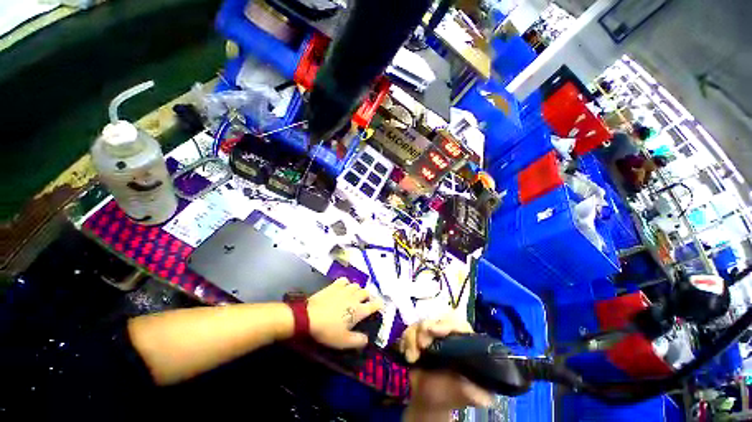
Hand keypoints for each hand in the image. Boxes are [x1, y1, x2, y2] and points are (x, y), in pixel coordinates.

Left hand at [307, 278, 382, 348]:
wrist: (309, 317)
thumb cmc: (328, 330)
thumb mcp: (343, 341)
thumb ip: (358, 341)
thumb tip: (367, 339)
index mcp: (359, 310)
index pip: (374, 305)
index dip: (379, 305)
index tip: (380, 305)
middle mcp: (355, 297)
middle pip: (366, 293)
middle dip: (367, 297)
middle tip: (364, 303)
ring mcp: (345, 289)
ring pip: (356, 285)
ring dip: (357, 290)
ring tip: (353, 295)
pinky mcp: (335, 285)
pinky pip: (345, 280)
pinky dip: (346, 283)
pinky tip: (343, 288)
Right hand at [400, 317, 492, 420]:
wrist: (427, 401)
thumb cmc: (450, 397)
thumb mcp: (467, 397)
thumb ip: (477, 394)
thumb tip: (483, 395)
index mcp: (463, 344)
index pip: (458, 324)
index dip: (446, 324)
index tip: (433, 331)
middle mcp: (447, 335)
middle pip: (436, 318)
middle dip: (426, 328)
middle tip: (421, 345)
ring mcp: (431, 335)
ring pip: (420, 323)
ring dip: (412, 338)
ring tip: (412, 357)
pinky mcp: (417, 337)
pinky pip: (408, 330)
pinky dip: (405, 341)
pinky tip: (407, 355)